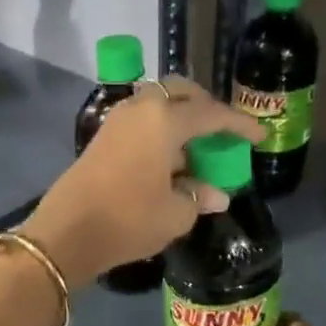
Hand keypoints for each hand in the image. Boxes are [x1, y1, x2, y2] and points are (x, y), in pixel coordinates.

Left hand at [21, 76, 264, 288]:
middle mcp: (140, 109)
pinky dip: (160, 131)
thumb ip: (199, 196)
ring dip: (180, 118)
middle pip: (179, 93)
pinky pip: (141, 121)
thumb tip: (217, 194)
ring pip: (157, 105)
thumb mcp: (175, 214)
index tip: (259, 135)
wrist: (66, 232)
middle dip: (205, 107)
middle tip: (221, 131)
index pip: (212, 114)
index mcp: (164, 120)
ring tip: (197, 148)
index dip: (239, 124)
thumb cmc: (129, 220)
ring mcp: (118, 121)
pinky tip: (170, 159)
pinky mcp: (103, 137)